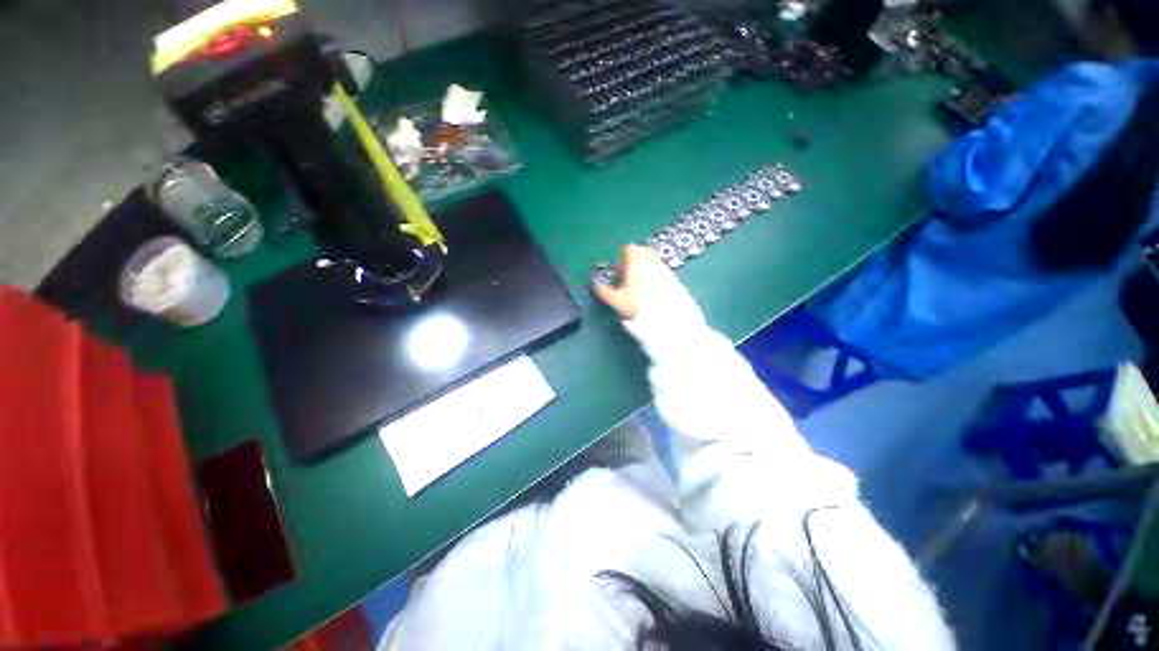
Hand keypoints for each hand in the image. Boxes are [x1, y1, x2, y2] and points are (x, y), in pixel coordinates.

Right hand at [592, 244, 675, 319]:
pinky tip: (651, 294)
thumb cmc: (637, 304)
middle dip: (633, 264)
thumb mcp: (616, 300)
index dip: (621, 259)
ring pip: (651, 263)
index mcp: (637, 260)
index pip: (629, 249)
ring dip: (643, 271)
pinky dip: (653, 278)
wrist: (667, 316)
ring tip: (638, 290)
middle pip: (641, 254)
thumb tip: (595, 285)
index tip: (618, 274)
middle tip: (627, 281)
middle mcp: (651, 260)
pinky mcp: (673, 278)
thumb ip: (603, 291)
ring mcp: (664, 268)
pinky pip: (660, 273)